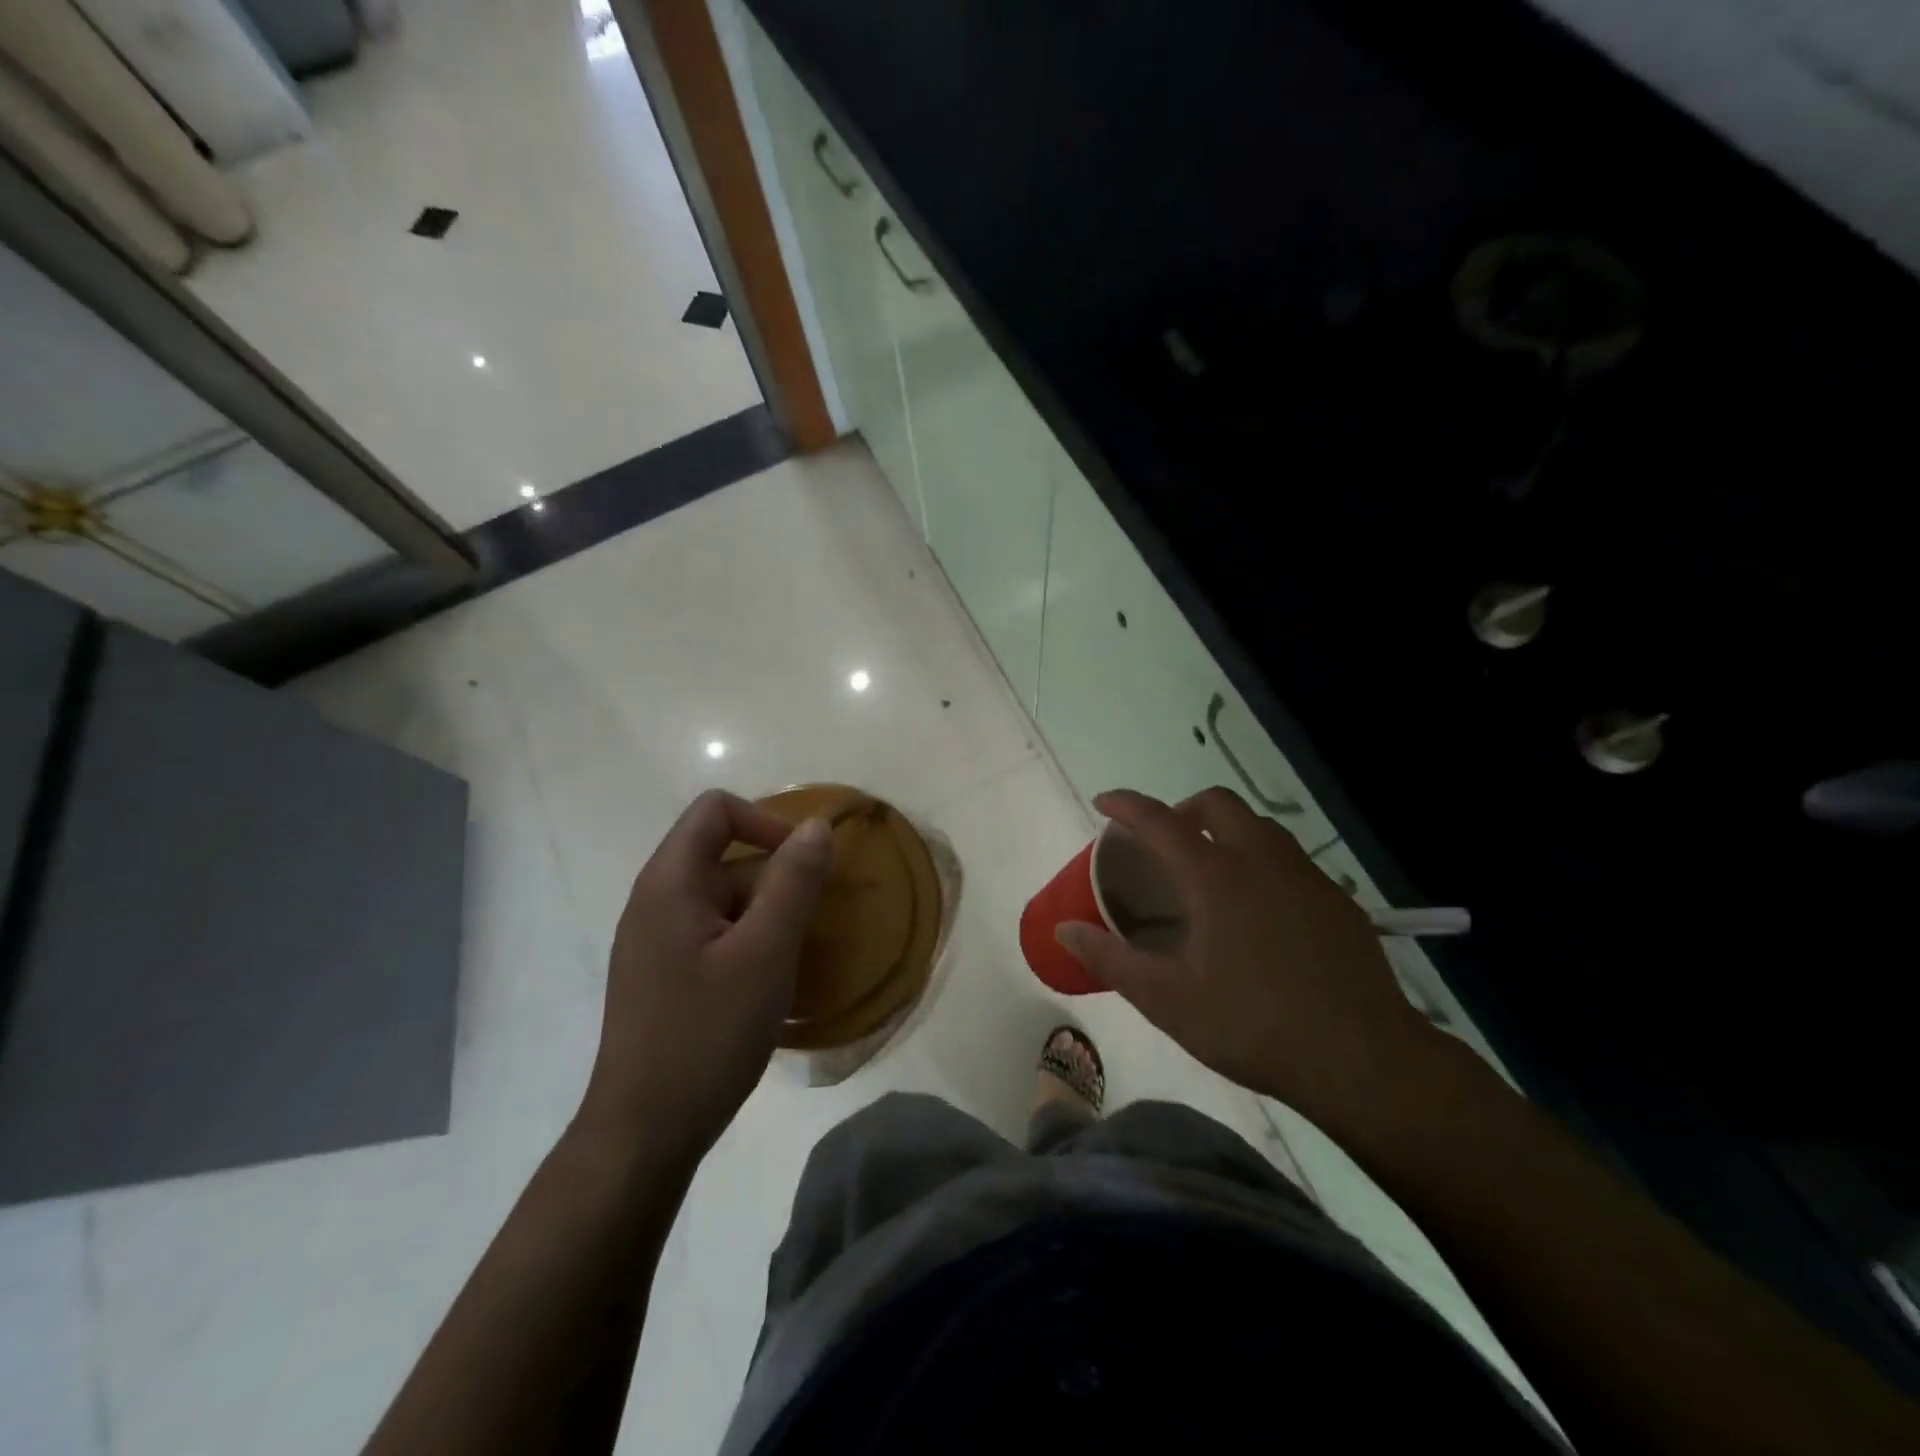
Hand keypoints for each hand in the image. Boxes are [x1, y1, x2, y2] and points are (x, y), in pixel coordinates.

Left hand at [579, 790, 832, 1164]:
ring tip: (794, 963)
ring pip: (726, 900)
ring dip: (767, 917)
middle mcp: (656, 901)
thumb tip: (817, 826)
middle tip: (810, 928)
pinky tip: (769, 986)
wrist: (644, 1133)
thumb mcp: (765, 952)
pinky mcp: (665, 975)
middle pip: (725, 856)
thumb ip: (794, 882)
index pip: (716, 810)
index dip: (766, 823)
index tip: (804, 865)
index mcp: (669, 883)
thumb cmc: (707, 1033)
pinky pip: (716, 935)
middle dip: (776, 881)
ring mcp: (657, 941)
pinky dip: (750, 944)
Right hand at [1057, 787, 1444, 1125]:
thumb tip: (1064, 932)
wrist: (1363, 1060)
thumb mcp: (1167, 999)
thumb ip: (1111, 959)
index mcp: (1215, 876)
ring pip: (1259, 827)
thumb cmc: (1253, 1025)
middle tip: (1164, 843)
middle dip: (1182, 808)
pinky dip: (1260, 863)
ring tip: (1210, 873)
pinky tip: (1260, 913)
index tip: (1104, 803)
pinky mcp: (1338, 901)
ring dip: (1225, 831)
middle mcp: (1261, 860)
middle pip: (1217, 803)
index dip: (1126, 805)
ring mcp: (1306, 877)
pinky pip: (1290, 860)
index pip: (1159, 820)